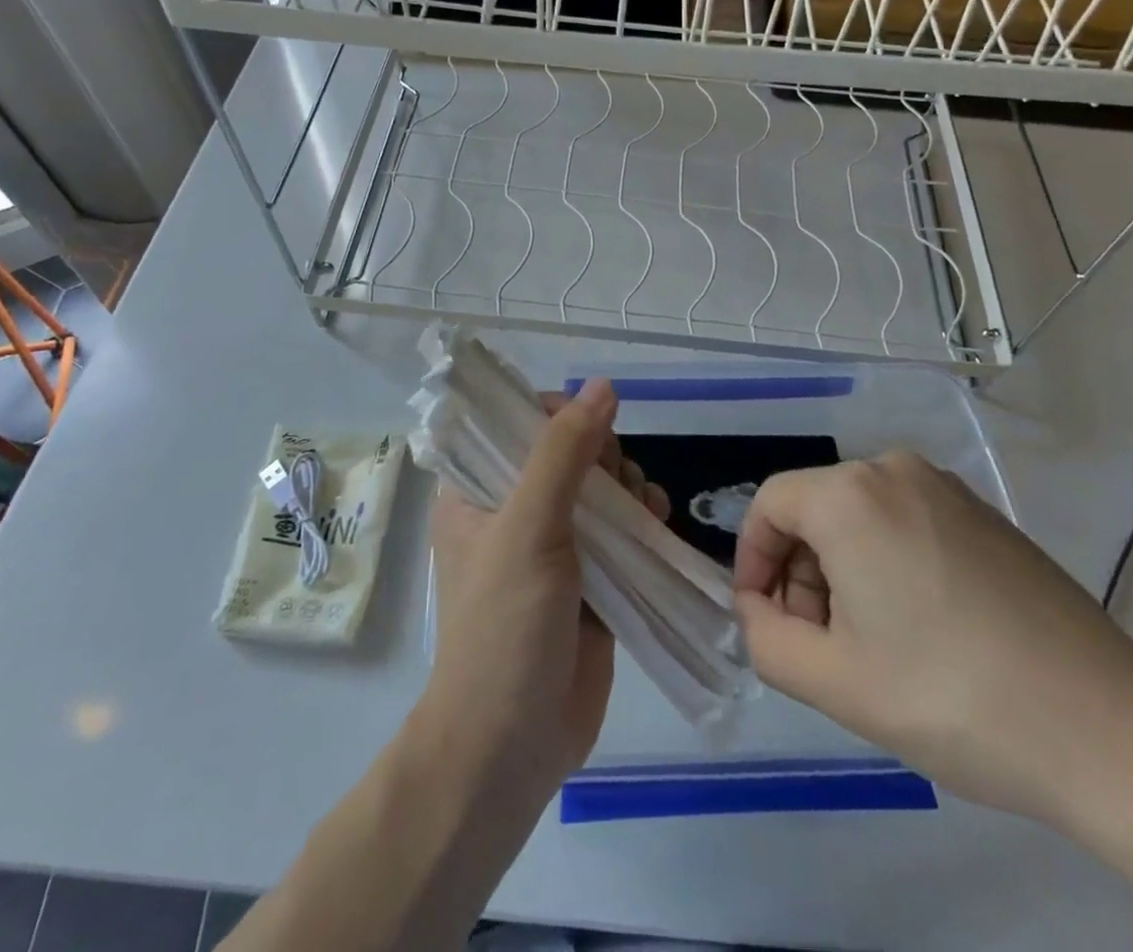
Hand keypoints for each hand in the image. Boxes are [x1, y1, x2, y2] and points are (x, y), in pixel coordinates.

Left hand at [419, 378, 668, 805]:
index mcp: (476, 490)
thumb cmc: (504, 628)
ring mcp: (554, 545)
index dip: (556, 415)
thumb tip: (602, 386)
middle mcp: (512, 510)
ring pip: (600, 488)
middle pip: (568, 450)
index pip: (516, 422)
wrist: (511, 746)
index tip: (585, 436)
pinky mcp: (590, 578)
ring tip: (639, 509)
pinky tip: (656, 523)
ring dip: (628, 487)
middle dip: (602, 456)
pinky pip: (621, 529)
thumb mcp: (529, 528)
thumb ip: (564, 453)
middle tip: (611, 484)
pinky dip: (642, 519)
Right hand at [732, 450, 1132, 831]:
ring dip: (842, 572)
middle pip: (815, 510)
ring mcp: (946, 488)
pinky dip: (887, 562)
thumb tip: (759, 607)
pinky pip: (905, 522)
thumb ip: (764, 637)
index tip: (762, 617)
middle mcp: (894, 470)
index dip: (751, 559)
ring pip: (859, 517)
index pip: (769, 505)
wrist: (1111, 729)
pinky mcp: (984, 514)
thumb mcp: (834, 682)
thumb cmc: (952, 697)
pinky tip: (919, 628)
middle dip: (800, 573)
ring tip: (870, 646)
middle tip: (819, 644)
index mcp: (850, 495)